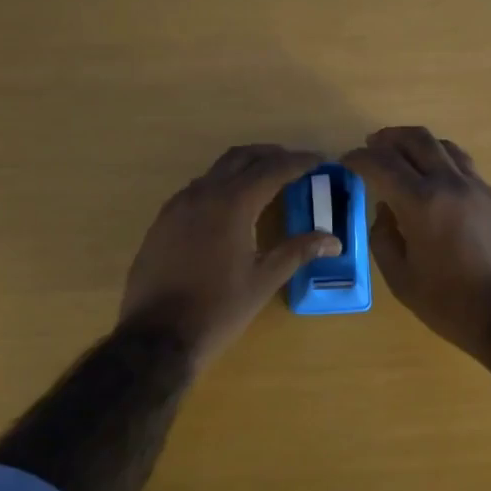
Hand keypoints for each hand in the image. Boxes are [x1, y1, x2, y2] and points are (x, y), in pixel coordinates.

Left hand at [120, 144, 340, 367]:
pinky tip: (230, 208)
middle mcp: (202, 194)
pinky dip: (220, 186)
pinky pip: (196, 190)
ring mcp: (177, 206)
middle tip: (295, 164)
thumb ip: (297, 252)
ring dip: (243, 168)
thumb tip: (333, 240)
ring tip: (266, 182)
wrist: (157, 335)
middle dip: (270, 155)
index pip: (272, 169)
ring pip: (215, 171)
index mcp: (232, 204)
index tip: (320, 160)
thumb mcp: (263, 280)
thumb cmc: (218, 309)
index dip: (299, 162)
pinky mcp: (162, 221)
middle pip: (241, 158)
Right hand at [342, 127, 490, 363]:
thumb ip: (384, 239)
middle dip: (389, 138)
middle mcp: (453, 184)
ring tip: (406, 158)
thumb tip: (384, 211)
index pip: (382, 164)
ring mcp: (483, 190)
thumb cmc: (453, 306)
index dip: (359, 158)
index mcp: (422, 203)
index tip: (346, 161)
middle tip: (373, 145)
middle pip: (418, 140)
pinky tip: (441, 191)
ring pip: (448, 149)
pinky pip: (468, 172)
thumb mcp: (402, 281)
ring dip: (421, 146)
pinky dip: (445, 169)